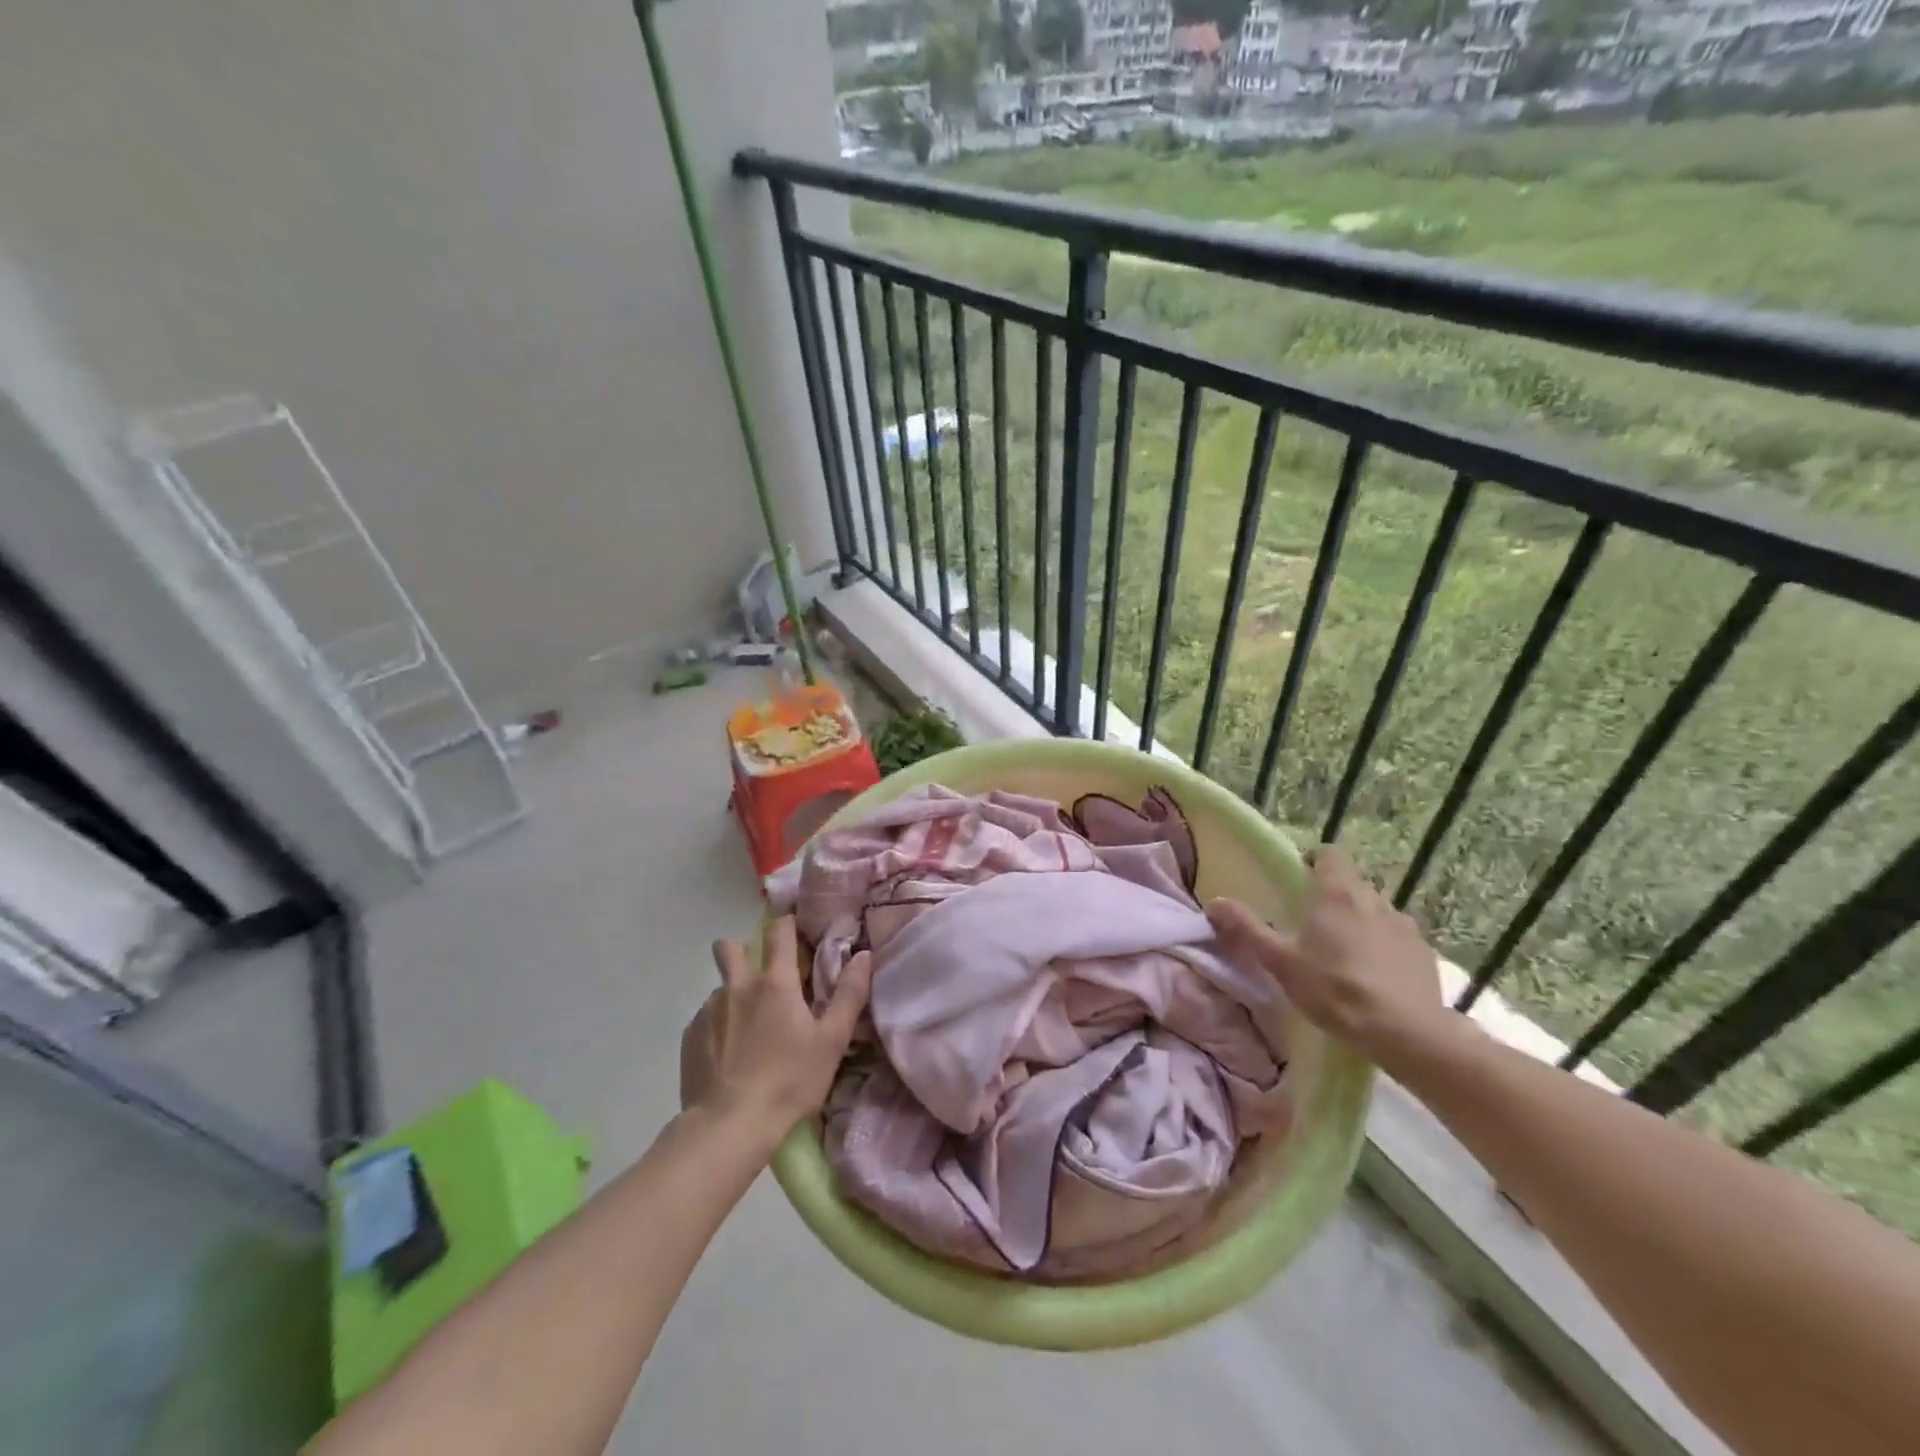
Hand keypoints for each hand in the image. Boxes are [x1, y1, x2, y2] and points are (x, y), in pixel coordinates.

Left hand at [679, 916, 873, 1140]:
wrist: (728, 1127)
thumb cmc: (789, 1081)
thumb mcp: (832, 1041)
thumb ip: (849, 995)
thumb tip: (864, 955)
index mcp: (775, 982)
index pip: (778, 931)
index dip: (787, 924)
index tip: (795, 930)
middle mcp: (738, 986)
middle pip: (730, 947)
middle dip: (743, 950)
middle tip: (761, 976)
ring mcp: (709, 1010)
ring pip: (720, 987)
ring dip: (734, 995)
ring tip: (748, 1031)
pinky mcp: (689, 1037)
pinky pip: (706, 1018)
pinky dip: (719, 1026)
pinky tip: (729, 1056)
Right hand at [1207, 846, 1446, 1060]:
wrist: (1407, 1034)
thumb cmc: (1336, 990)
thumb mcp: (1280, 962)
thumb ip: (1247, 929)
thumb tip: (1214, 902)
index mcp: (1337, 894)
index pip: (1330, 854)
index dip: (1314, 860)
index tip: (1300, 878)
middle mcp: (1375, 900)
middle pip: (1352, 883)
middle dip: (1334, 896)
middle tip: (1315, 924)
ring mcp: (1405, 926)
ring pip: (1377, 911)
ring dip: (1361, 921)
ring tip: (1346, 953)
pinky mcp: (1425, 953)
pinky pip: (1399, 938)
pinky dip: (1385, 947)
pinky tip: (1376, 976)